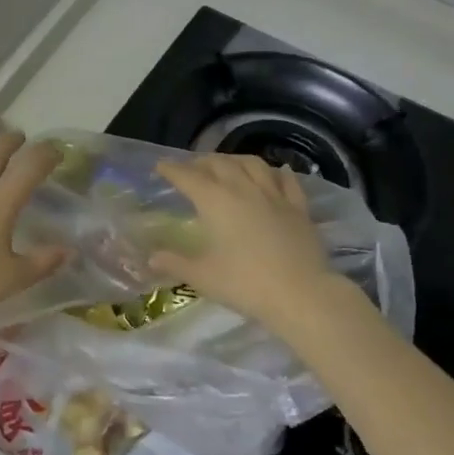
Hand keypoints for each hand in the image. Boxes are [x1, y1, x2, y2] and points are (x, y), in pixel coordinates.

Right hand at [148, 154, 334, 331]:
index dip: (172, 169)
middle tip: (191, 168)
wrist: (302, 295)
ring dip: (235, 160)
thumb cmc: (245, 284)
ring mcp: (274, 196)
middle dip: (201, 162)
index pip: (187, 177)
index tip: (161, 166)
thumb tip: (151, 258)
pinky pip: (287, 181)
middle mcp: (242, 189)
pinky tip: (277, 171)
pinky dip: (278, 173)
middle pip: (219, 164)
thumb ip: (175, 263)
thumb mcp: (203, 277)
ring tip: (227, 165)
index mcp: (215, 201)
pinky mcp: (298, 208)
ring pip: (252, 164)